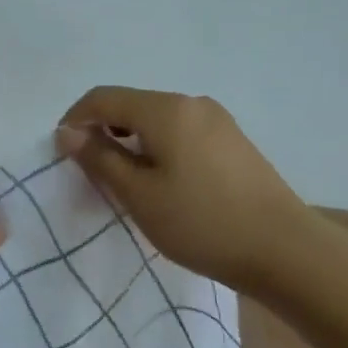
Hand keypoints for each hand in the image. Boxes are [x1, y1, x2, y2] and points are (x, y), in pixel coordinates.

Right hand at [58, 87, 303, 294]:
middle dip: (104, 131)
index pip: (104, 98)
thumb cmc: (201, 223)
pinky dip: (159, 147)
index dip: (76, 119)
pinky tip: (164, 182)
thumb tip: (68, 132)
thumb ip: (99, 159)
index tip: (62, 152)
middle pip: (132, 105)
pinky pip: (182, 132)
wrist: (284, 250)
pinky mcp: (233, 141)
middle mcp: (192, 103)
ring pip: (158, 120)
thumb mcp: (139, 195)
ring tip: (127, 181)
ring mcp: (218, 120)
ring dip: (132, 141)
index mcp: (166, 109)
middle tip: (93, 172)